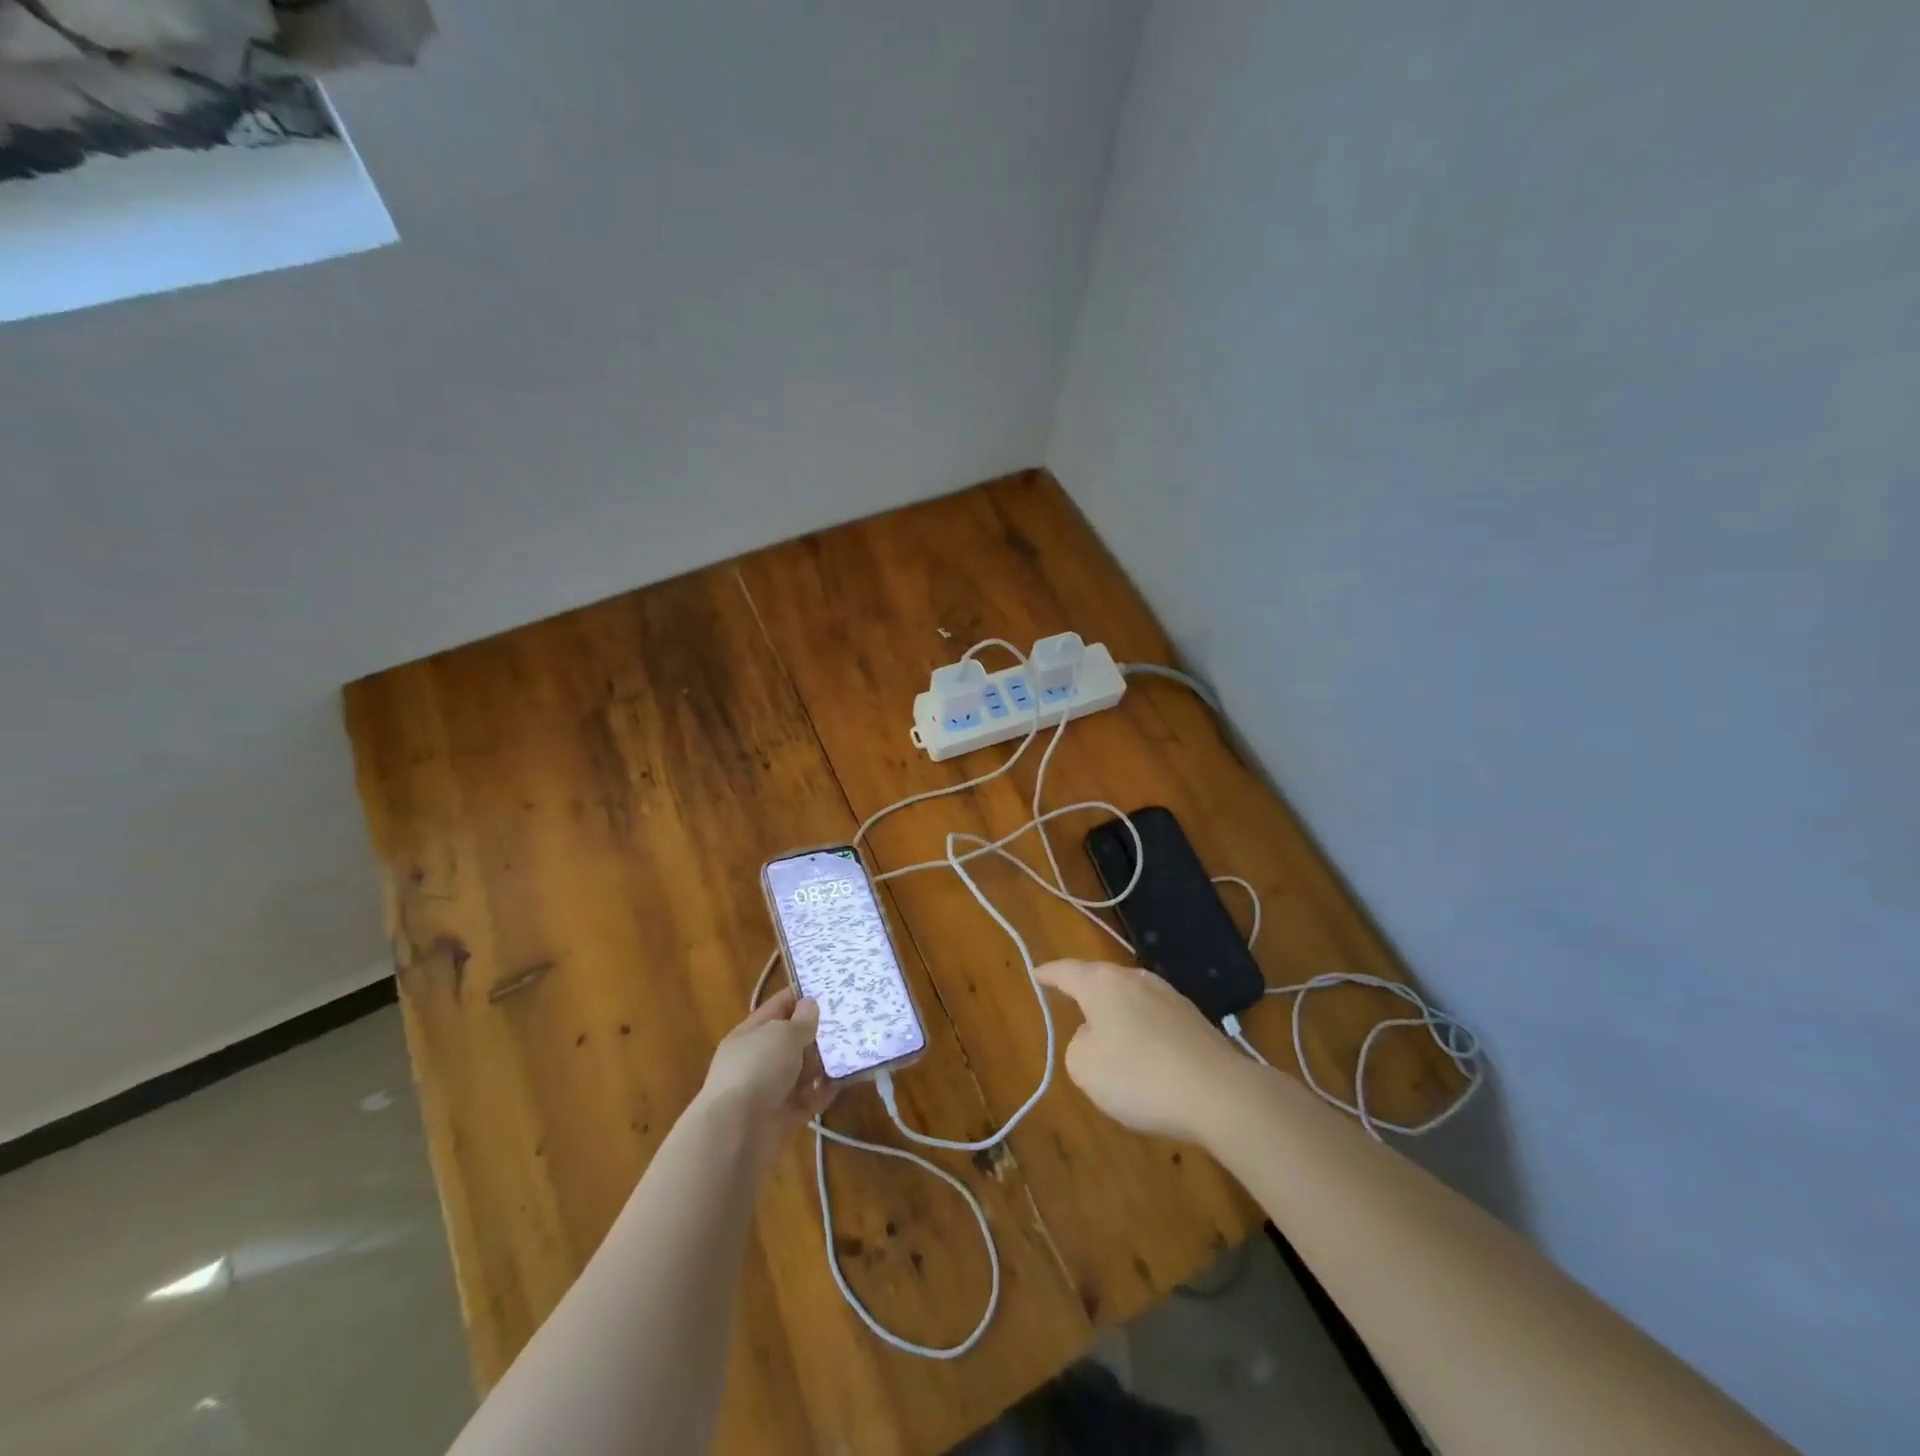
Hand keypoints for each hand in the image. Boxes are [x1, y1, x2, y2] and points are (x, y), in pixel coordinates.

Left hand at [697, 989, 835, 1160]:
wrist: (736, 1134)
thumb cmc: (757, 1070)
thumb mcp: (782, 1035)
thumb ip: (801, 1021)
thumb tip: (810, 1005)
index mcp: (751, 1033)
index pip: (778, 1006)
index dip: (801, 996)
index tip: (831, 989)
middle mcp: (759, 1059)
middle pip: (792, 1039)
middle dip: (818, 1031)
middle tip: (852, 1018)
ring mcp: (770, 1089)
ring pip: (802, 1070)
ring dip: (824, 1061)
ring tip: (856, 1047)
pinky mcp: (784, 1117)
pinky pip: (809, 1098)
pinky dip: (825, 1090)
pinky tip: (847, 1079)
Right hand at [1037, 958, 1251, 1143]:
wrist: (1219, 1093)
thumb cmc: (1138, 1076)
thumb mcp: (1084, 1066)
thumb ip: (1078, 1045)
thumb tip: (1097, 1035)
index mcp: (1102, 984)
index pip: (1067, 971)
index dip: (1048, 973)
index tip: (1036, 973)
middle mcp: (1135, 979)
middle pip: (1101, 980)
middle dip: (1085, 991)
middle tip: (1068, 1002)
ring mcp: (1169, 996)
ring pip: (1130, 998)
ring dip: (1116, 1013)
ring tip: (1107, 1034)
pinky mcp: (1194, 1019)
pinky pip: (1154, 1018)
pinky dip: (1142, 1031)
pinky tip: (1145, 1057)